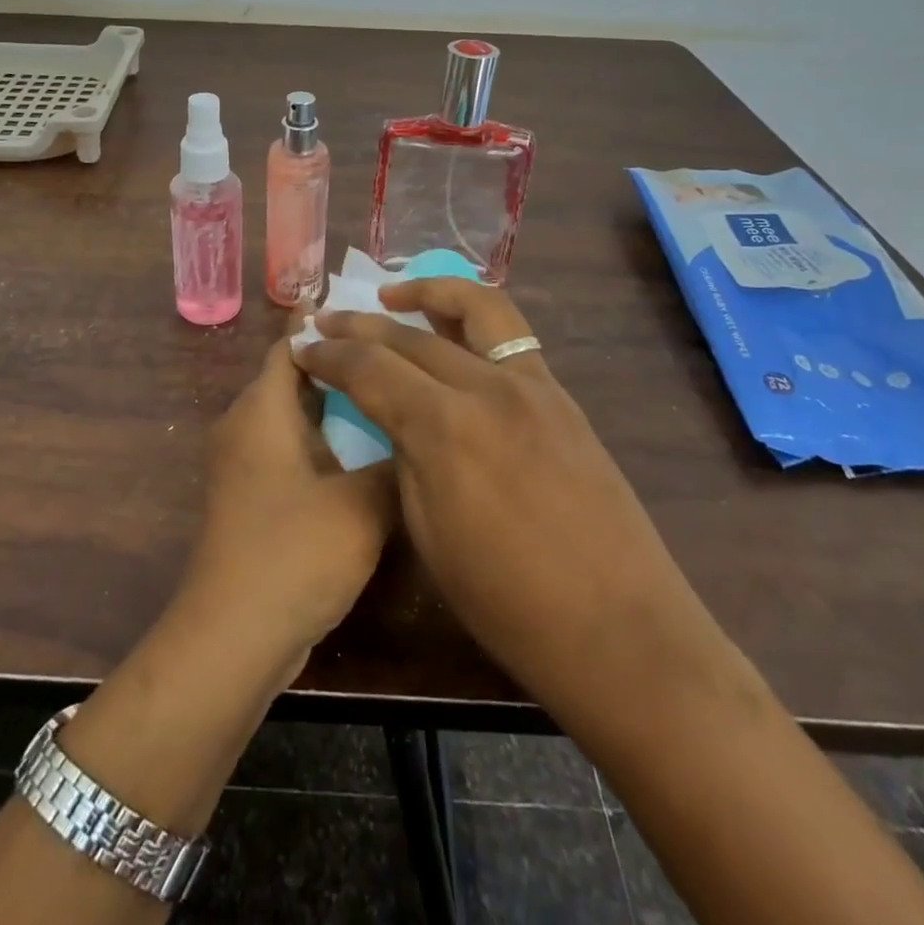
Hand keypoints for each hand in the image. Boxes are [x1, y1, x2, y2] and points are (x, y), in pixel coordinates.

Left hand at [178, 317, 397, 674]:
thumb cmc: (294, 553)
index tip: (372, 310)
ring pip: (295, 416)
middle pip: (295, 376)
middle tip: (398, 357)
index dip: (327, 323)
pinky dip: (325, 442)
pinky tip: (367, 455)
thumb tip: (424, 438)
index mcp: (261, 409)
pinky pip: (291, 450)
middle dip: (342, 365)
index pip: (293, 343)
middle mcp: (245, 425)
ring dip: (336, 407)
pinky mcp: (252, 497)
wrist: (233, 638)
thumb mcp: (361, 505)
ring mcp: (245, 464)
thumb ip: (397, 463)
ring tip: (392, 398)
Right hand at [294, 279, 694, 709]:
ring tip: (393, 294)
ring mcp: (534, 385)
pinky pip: (511, 337)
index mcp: (444, 428)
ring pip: (475, 309)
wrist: (620, 632)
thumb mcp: (428, 533)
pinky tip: (453, 335)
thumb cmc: (508, 603)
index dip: (328, 356)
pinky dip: (472, 320)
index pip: (369, 367)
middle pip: (411, 334)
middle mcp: (488, 387)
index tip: (303, 349)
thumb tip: (392, 416)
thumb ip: (405, 455)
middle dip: (360, 324)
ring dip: (428, 292)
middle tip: (326, 321)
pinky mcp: (562, 396)